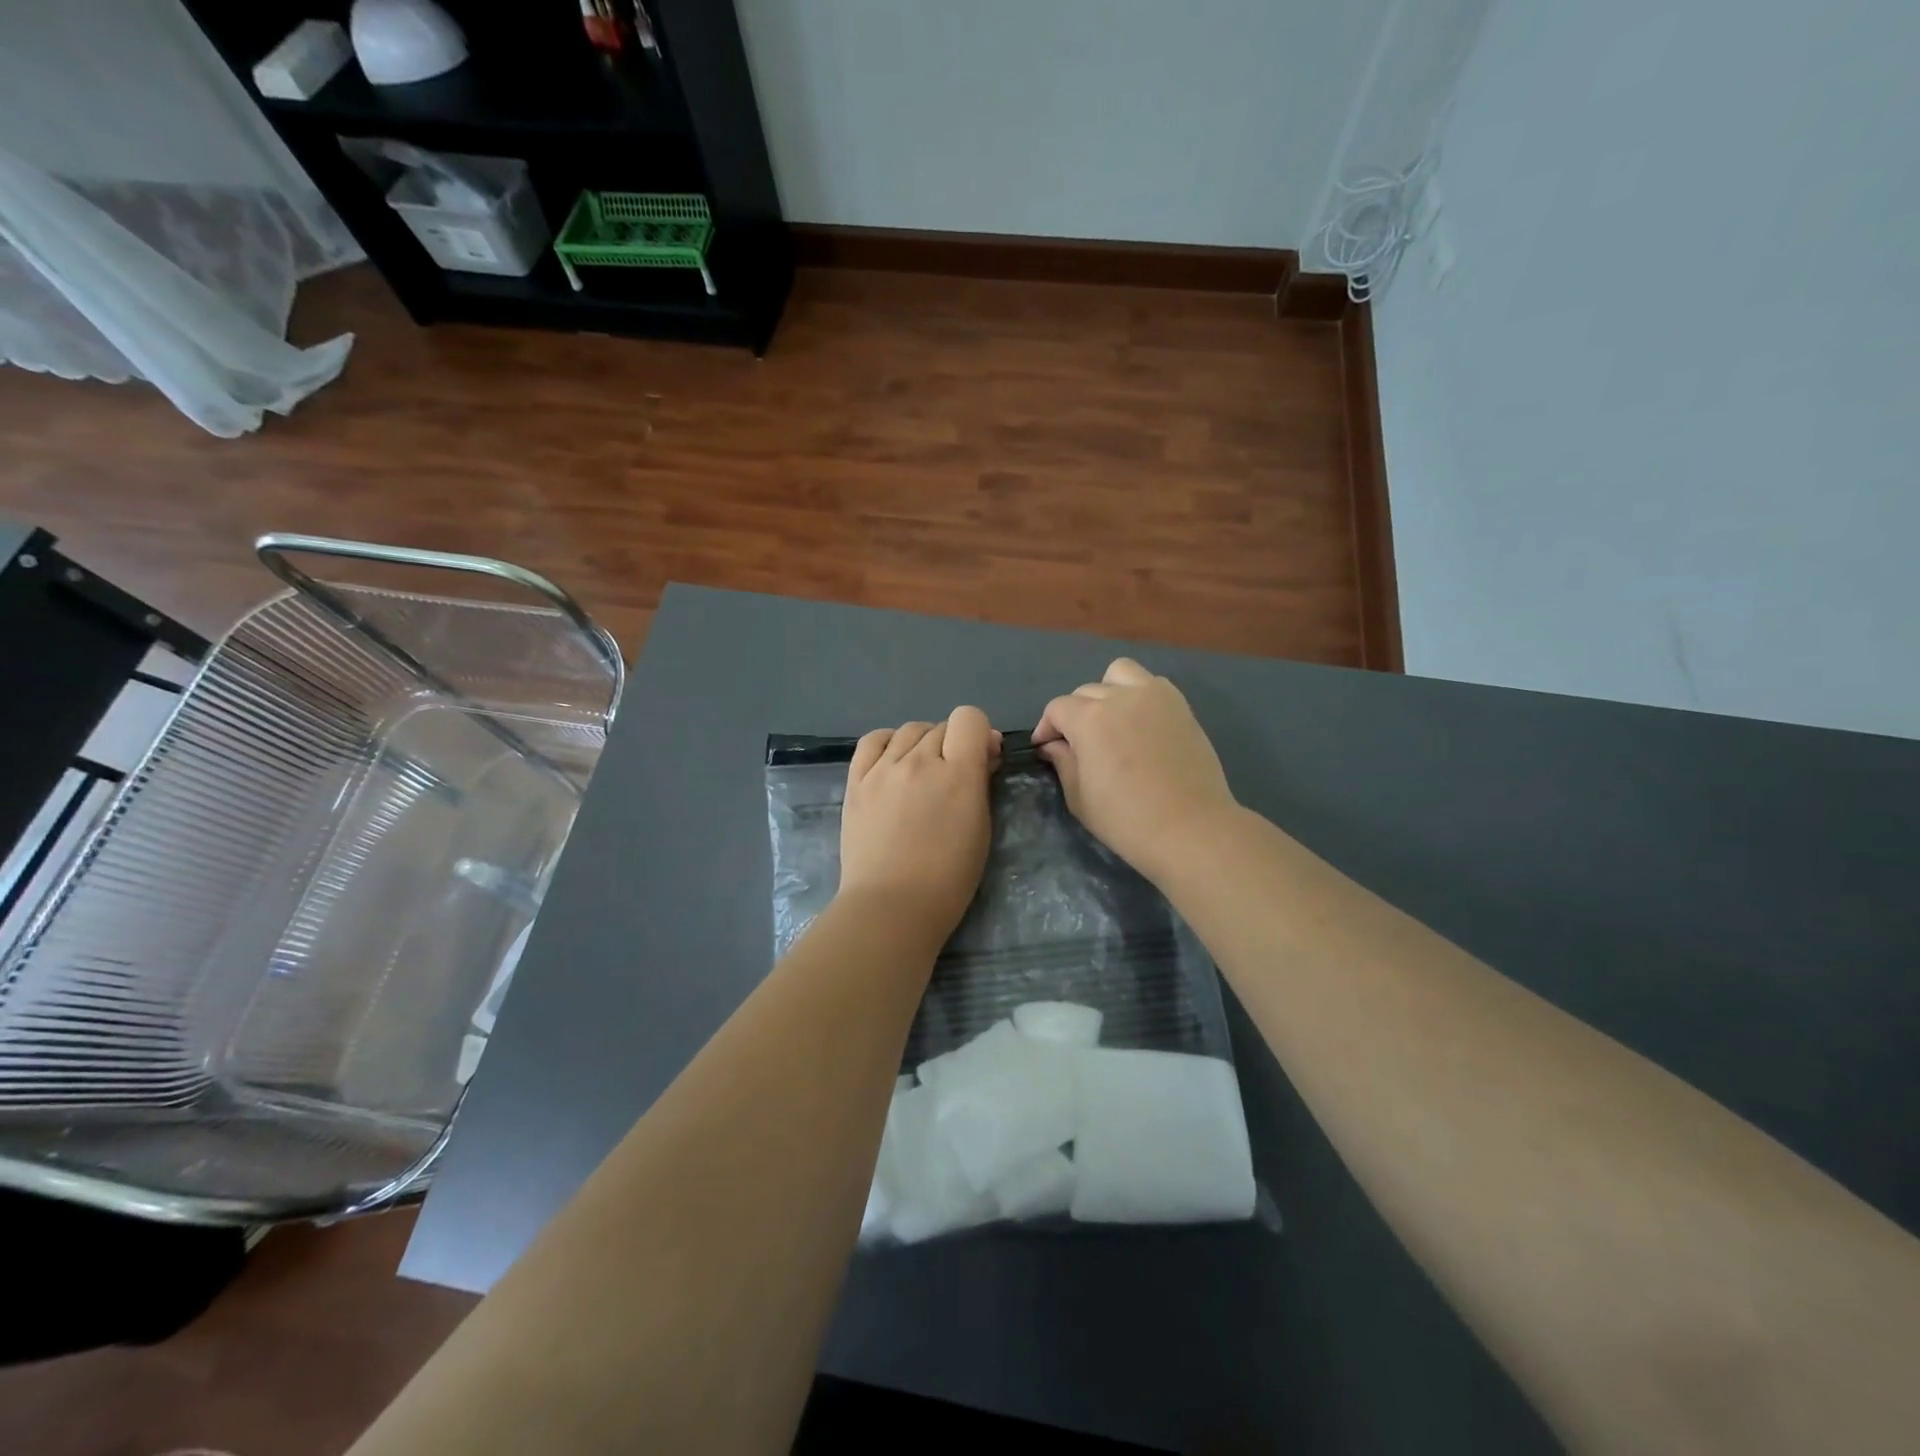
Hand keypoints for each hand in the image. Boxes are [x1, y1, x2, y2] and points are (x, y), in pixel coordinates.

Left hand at [837, 706, 1000, 941]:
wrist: (891, 905)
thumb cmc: (949, 878)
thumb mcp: (981, 829)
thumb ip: (981, 784)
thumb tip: (982, 755)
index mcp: (958, 773)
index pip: (970, 718)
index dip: (979, 732)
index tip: (982, 757)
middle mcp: (919, 761)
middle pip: (940, 726)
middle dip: (953, 744)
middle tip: (953, 774)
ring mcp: (883, 769)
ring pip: (909, 730)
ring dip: (923, 743)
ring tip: (922, 771)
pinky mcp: (856, 781)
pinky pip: (872, 741)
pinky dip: (888, 742)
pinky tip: (893, 759)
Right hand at [1033, 658, 1238, 885]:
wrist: (1191, 829)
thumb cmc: (1127, 820)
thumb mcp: (1079, 798)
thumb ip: (1063, 763)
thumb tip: (1054, 745)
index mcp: (1090, 719)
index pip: (1057, 708)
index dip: (1046, 728)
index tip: (1045, 748)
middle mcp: (1120, 697)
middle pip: (1085, 691)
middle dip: (1074, 714)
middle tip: (1078, 744)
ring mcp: (1155, 697)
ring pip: (1119, 673)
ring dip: (1107, 690)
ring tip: (1110, 720)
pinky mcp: (1180, 706)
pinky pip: (1152, 684)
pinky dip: (1139, 695)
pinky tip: (1139, 723)